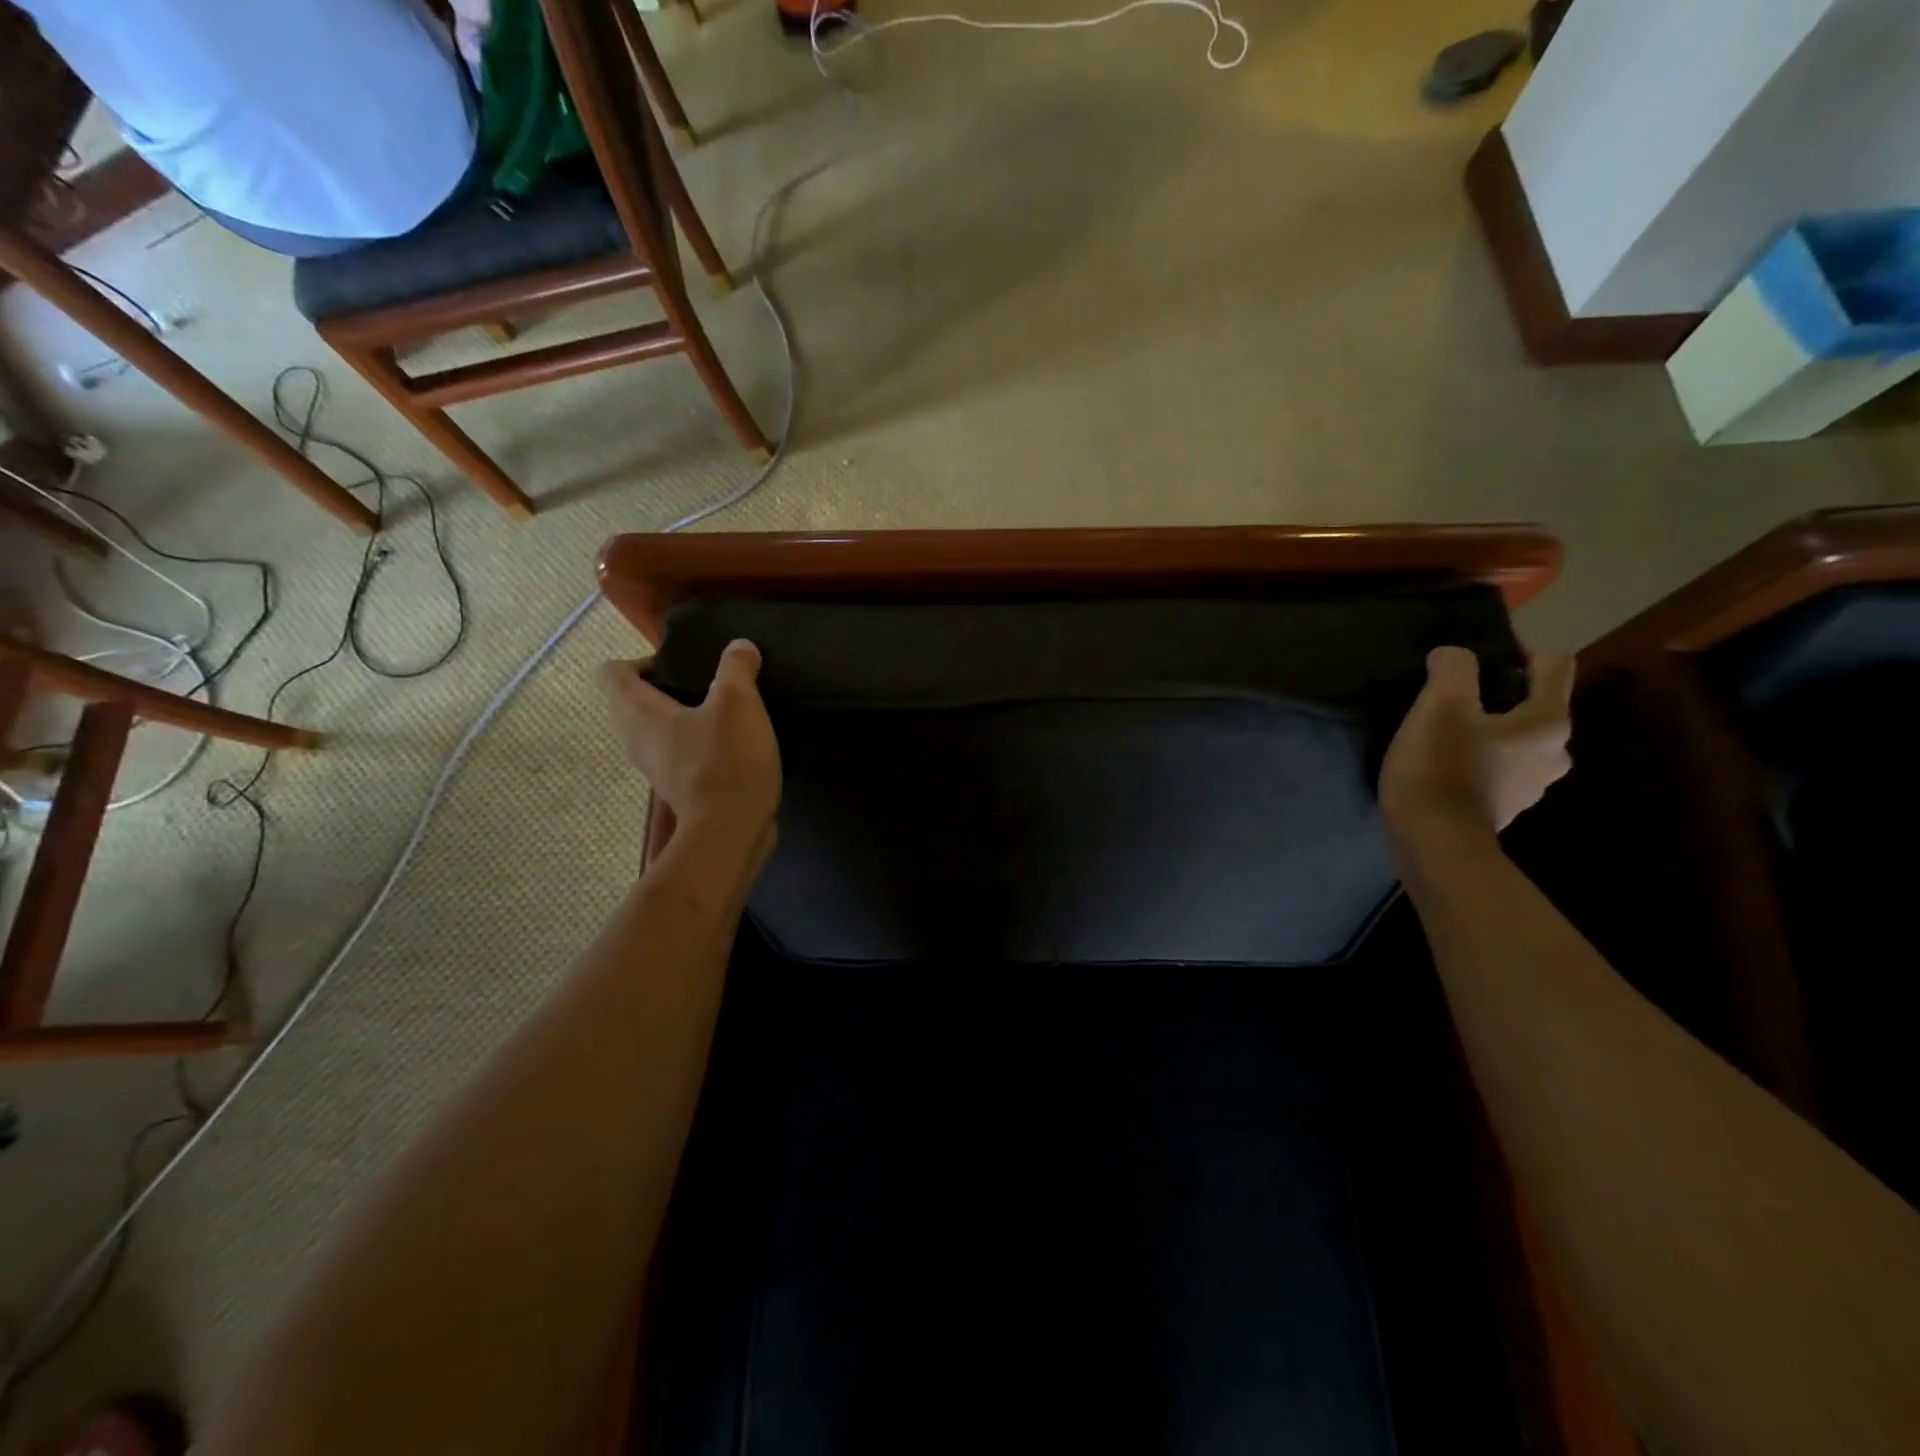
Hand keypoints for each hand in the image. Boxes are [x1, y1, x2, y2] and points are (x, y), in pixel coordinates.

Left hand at [598, 639, 780, 862]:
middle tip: (704, 683)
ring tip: (719, 710)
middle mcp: (636, 739)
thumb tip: (740, 647)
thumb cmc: (726, 760)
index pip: (611, 672)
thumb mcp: (738, 703)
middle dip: (663, 686)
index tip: (682, 664)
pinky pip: (675, 752)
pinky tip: (729, 742)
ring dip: (680, 715)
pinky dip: (694, 742)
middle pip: (631, 700)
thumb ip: (736, 668)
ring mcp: (655, 767)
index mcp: (638, 712)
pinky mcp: (677, 787)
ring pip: (654, 729)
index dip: (642, 659)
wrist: (731, 831)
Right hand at [1380, 646, 1573, 844]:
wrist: (1433, 842)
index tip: (1481, 653)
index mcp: (1548, 722)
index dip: (1522, 650)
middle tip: (1456, 694)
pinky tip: (1445, 759)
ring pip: (1515, 739)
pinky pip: (1498, 767)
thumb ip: (1454, 669)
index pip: (1554, 666)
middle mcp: (1554, 752)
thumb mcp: (1440, 705)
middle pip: (1535, 705)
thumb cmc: (1442, 767)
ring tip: (1446, 727)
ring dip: (1488, 728)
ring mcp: (1532, 785)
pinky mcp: (1504, 806)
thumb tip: (1453, 655)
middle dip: (1501, 694)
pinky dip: (1478, 757)